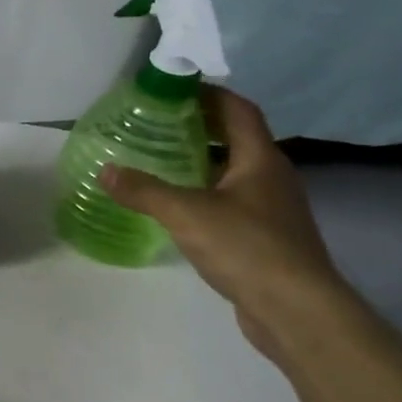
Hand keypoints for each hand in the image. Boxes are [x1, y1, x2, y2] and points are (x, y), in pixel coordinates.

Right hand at [102, 88, 348, 359]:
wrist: (297, 311)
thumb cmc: (247, 248)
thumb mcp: (186, 214)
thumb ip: (143, 190)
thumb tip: (104, 170)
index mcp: (260, 160)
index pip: (238, 110)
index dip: (209, 94)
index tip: (173, 89)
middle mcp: (272, 177)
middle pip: (236, 138)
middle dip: (199, 126)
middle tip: (156, 123)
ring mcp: (272, 209)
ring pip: (233, 171)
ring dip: (201, 161)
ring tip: (159, 160)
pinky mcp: (266, 237)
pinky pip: (231, 200)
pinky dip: (204, 192)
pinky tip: (177, 205)